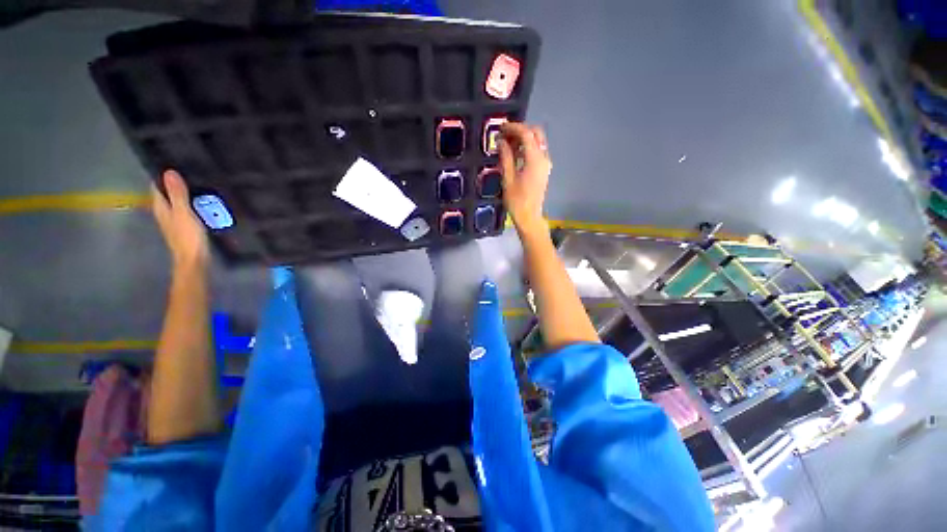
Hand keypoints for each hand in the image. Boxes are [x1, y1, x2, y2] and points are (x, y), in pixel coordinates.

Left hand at [151, 169, 208, 268]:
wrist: (194, 259)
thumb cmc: (187, 236)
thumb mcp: (183, 213)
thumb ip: (177, 194)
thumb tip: (169, 172)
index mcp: (161, 207)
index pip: (157, 186)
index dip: (164, 175)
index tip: (176, 164)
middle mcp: (164, 212)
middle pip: (168, 194)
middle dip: (176, 184)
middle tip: (192, 171)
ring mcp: (175, 220)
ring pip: (178, 202)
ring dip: (186, 194)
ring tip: (201, 184)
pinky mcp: (185, 226)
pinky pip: (187, 210)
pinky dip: (193, 204)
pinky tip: (204, 203)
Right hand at [498, 123, 550, 232]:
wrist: (529, 217)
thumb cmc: (517, 201)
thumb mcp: (508, 179)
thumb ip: (506, 157)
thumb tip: (501, 141)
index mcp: (535, 160)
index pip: (527, 134)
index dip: (513, 128)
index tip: (500, 128)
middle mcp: (544, 158)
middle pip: (536, 133)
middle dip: (520, 130)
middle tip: (504, 134)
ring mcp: (545, 164)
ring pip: (537, 142)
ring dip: (523, 138)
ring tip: (506, 143)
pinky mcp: (544, 169)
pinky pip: (537, 151)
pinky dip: (527, 147)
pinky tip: (514, 153)